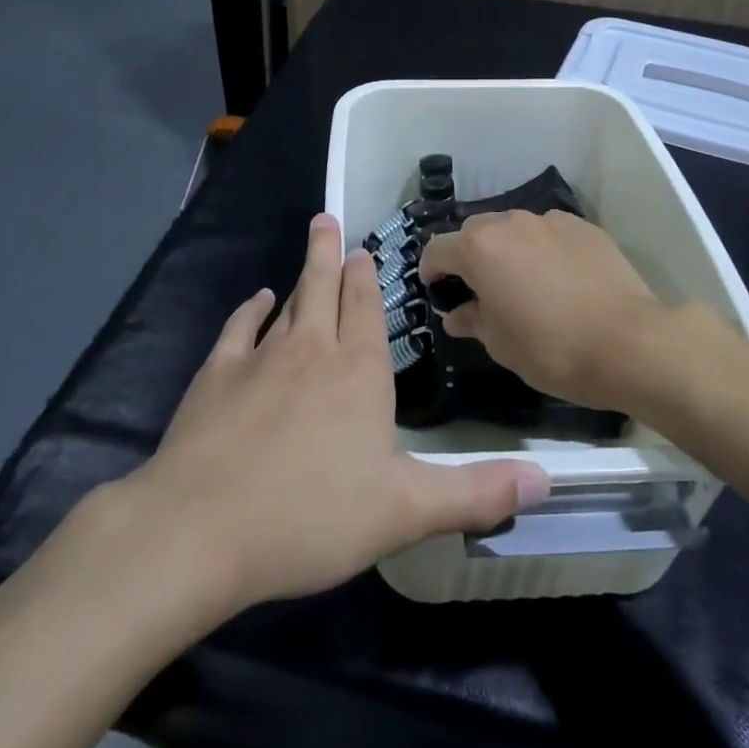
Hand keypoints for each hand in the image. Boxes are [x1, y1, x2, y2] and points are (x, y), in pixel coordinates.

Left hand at [122, 214, 549, 613]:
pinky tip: (257, 300)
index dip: (367, 279)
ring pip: (288, 303)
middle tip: (328, 219)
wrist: (202, 528)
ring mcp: (260, 359)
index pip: (367, 310)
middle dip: (330, 254)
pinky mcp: (216, 377)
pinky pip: (239, 329)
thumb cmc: (312, 517)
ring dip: (300, 275)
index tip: (363, 251)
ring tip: (309, 247)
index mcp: (359, 373)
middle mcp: (312, 351)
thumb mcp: (406, 511)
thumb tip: (546, 478)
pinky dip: (250, 310)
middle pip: (324, 289)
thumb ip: (475, 492)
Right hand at [420, 209, 738, 413]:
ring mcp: (551, 221)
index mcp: (480, 249)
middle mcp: (511, 223)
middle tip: (481, 290)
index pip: (437, 249)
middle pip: (475, 232)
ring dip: (509, 250)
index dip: (431, 270)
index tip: (437, 291)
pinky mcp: (584, 226)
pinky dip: (544, 249)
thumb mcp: (501, 344)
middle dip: (470, 256)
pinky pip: (549, 233)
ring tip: (525, 282)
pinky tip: (561, 279)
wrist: (631, 342)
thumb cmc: (552, 348)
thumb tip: (458, 314)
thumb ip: (473, 320)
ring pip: (514, 228)